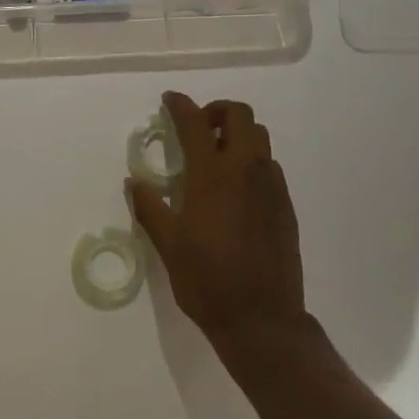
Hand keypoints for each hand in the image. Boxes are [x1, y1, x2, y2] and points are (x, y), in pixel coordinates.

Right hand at [128, 93, 306, 347]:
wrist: (261, 318)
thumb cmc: (206, 281)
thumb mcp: (168, 245)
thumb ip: (150, 207)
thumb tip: (133, 182)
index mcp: (212, 176)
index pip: (195, 123)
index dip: (181, 105)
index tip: (169, 100)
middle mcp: (246, 171)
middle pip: (240, 115)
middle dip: (217, 111)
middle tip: (197, 129)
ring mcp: (271, 186)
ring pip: (260, 137)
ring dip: (237, 134)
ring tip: (216, 157)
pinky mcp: (285, 205)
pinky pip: (270, 166)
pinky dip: (251, 161)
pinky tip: (236, 190)